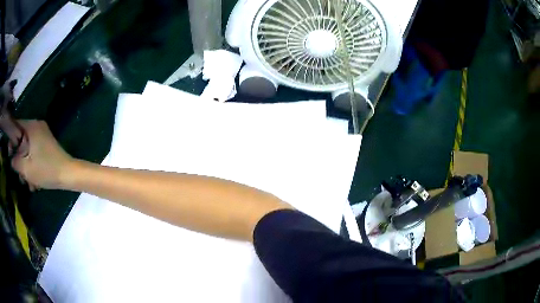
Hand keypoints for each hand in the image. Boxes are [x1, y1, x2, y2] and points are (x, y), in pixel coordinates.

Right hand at [11, 120, 74, 189]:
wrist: (68, 174)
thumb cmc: (45, 170)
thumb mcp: (26, 168)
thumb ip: (15, 161)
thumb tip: (12, 159)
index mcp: (31, 126)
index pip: (16, 127)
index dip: (11, 141)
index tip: (10, 156)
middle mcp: (37, 127)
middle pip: (21, 141)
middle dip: (20, 161)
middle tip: (21, 177)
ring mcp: (43, 135)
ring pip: (28, 150)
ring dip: (26, 168)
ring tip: (29, 184)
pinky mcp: (47, 145)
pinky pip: (35, 153)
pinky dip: (33, 166)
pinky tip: (35, 184)